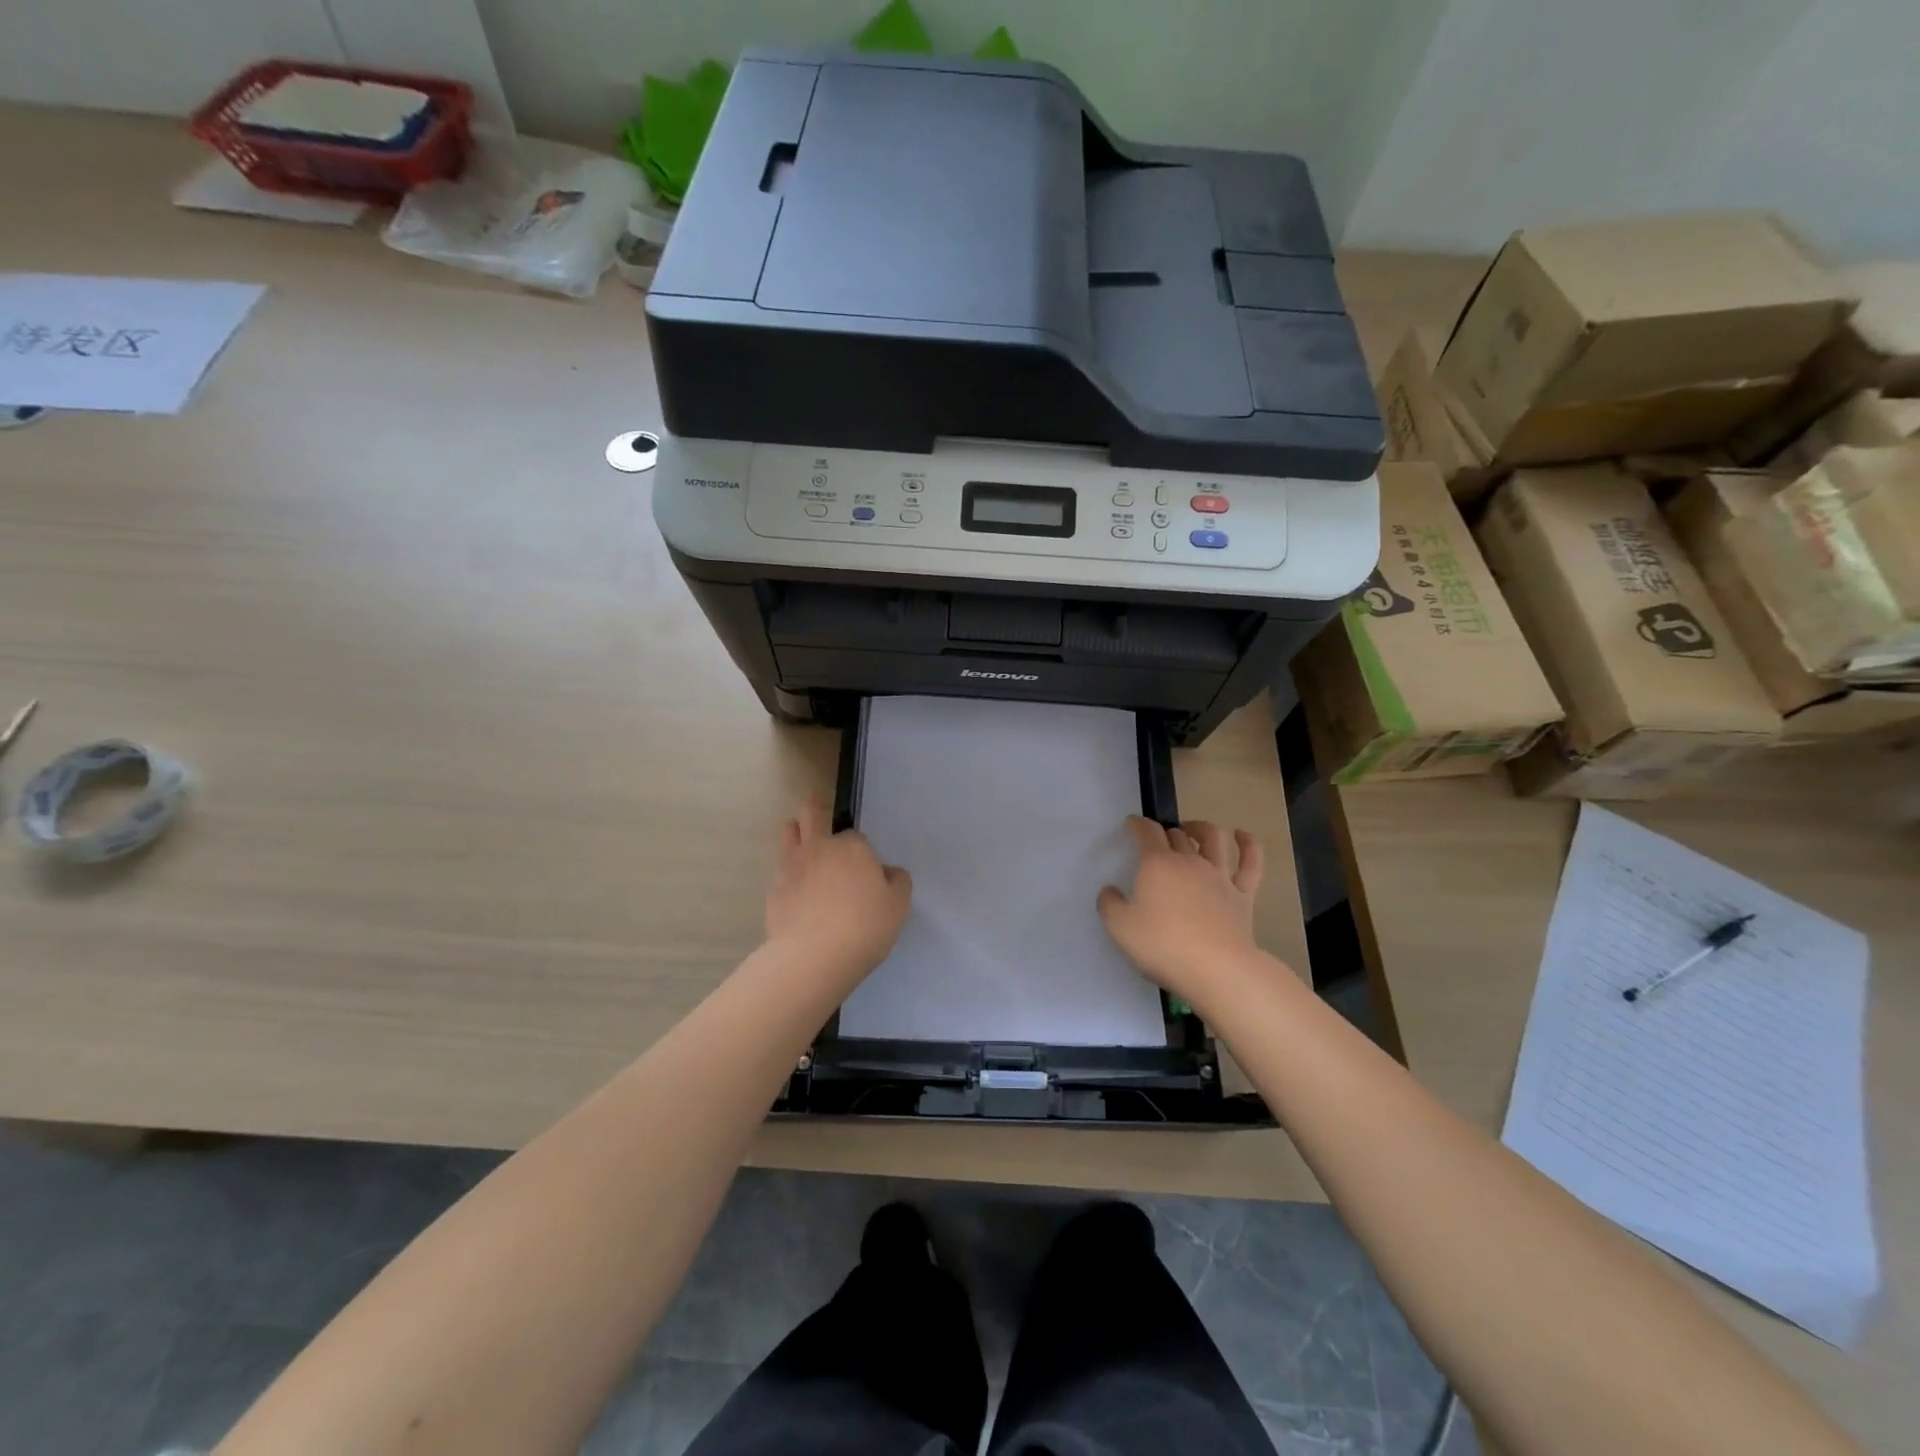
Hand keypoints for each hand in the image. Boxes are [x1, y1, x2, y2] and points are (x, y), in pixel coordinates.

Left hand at [765, 794, 911, 985]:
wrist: (813, 956)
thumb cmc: (863, 927)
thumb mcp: (898, 906)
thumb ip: (897, 882)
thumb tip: (887, 873)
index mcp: (853, 847)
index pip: (856, 837)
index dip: (861, 851)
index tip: (865, 870)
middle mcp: (820, 847)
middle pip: (813, 814)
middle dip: (815, 806)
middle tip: (815, 801)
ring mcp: (792, 866)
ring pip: (789, 834)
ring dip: (794, 829)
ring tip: (796, 830)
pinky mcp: (774, 889)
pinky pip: (780, 869)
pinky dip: (787, 870)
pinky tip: (793, 886)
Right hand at [1098, 816, 1264, 1010]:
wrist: (1217, 969)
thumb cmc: (1163, 945)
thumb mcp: (1120, 928)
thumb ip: (1109, 904)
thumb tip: (1110, 890)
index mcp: (1158, 864)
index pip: (1147, 832)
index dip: (1138, 824)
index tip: (1131, 825)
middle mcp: (1190, 861)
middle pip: (1177, 835)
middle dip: (1165, 832)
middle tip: (1158, 842)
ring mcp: (1220, 876)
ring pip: (1214, 838)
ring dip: (1202, 828)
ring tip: (1193, 830)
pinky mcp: (1243, 894)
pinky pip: (1251, 862)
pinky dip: (1248, 844)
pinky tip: (1242, 836)